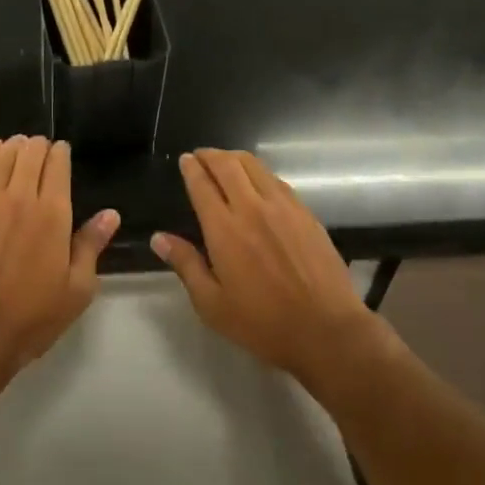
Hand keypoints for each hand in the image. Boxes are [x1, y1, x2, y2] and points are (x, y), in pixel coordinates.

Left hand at [0, 136, 118, 400]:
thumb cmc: (31, 319)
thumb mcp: (76, 290)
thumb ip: (91, 245)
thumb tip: (110, 214)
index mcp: (53, 214)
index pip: (58, 165)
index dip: (61, 153)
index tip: (62, 152)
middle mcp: (20, 198)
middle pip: (30, 153)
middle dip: (39, 145)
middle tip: (42, 149)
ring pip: (3, 156)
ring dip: (14, 145)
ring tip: (19, 145)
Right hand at [153, 149, 375, 386]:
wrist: (326, 330)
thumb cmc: (263, 323)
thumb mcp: (212, 304)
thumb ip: (186, 265)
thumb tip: (158, 238)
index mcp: (224, 229)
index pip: (202, 184)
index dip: (191, 168)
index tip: (185, 159)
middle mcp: (252, 207)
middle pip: (227, 165)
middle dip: (210, 155)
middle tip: (201, 155)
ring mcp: (283, 206)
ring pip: (255, 166)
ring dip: (235, 158)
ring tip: (225, 162)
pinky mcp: (305, 212)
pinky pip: (276, 180)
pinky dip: (260, 173)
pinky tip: (258, 182)